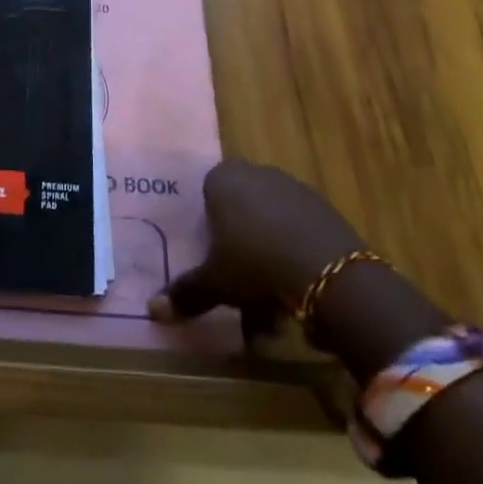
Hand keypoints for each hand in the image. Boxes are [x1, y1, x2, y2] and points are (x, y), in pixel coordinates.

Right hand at [147, 159, 364, 322]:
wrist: (330, 273)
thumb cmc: (255, 264)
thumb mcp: (215, 283)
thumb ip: (185, 292)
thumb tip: (152, 309)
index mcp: (224, 179)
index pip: (207, 191)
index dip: (208, 222)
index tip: (211, 253)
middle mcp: (258, 174)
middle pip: (241, 206)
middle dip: (238, 240)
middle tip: (236, 277)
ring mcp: (294, 188)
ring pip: (270, 221)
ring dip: (267, 252)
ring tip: (268, 299)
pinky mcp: (325, 209)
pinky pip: (298, 231)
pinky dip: (294, 255)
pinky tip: (296, 289)